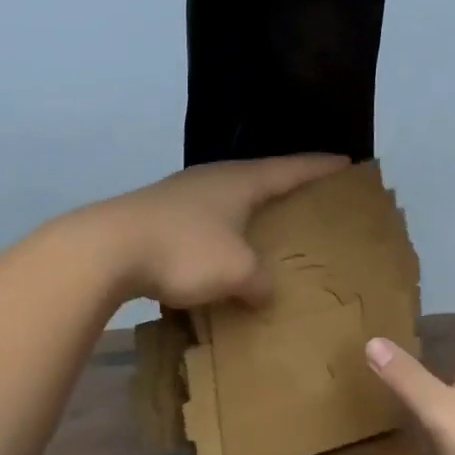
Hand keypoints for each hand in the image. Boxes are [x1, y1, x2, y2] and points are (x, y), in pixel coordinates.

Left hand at [87, 154, 348, 308]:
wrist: (107, 250)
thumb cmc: (184, 250)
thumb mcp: (237, 271)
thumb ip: (261, 282)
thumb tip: (263, 291)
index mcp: (240, 181)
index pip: (291, 168)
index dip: (320, 167)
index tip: (347, 163)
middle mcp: (212, 179)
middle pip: (259, 178)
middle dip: (285, 188)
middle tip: (311, 200)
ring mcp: (181, 195)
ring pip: (228, 201)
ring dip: (249, 214)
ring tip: (267, 229)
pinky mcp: (158, 217)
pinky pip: (204, 222)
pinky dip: (222, 234)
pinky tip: (220, 254)